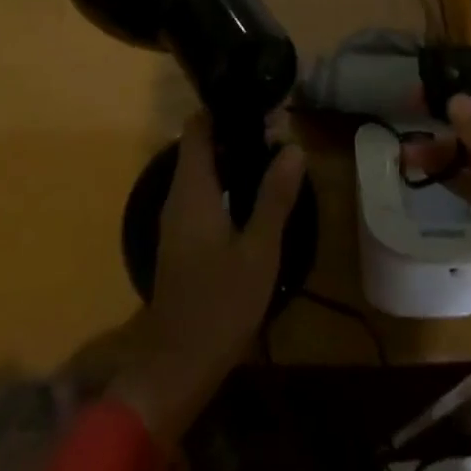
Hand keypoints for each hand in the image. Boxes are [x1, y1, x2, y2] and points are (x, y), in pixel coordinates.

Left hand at [110, 113, 306, 442]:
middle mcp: (177, 197)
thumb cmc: (220, 304)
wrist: (177, 367)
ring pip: (203, 170)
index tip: (258, 102)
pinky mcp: (182, 240)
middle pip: (201, 146)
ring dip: (234, 158)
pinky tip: (256, 193)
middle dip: (236, 132)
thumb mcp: (259, 251)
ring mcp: (177, 220)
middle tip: (279, 128)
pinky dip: (227, 182)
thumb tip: (293, 147)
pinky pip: (203, 193)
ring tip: (276, 154)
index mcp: (191, 191)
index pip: (197, 128)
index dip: (223, 108)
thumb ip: (275, 197)